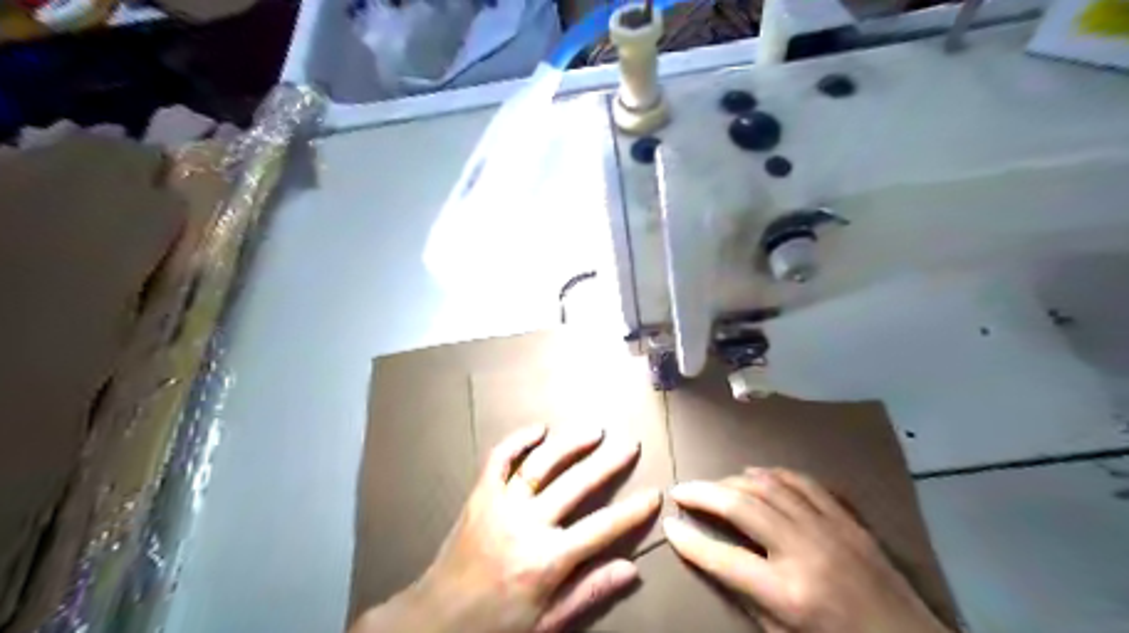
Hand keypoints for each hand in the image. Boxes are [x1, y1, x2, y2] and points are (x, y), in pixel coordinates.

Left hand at [352, 423, 663, 632]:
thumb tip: (630, 568)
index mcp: (546, 561)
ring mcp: (501, 506)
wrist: (434, 621)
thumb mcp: (546, 624)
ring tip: (594, 430)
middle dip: (608, 464)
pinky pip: (498, 460)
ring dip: (570, 444)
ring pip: (542, 465)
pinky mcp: (480, 496)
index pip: (601, 529)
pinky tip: (538, 429)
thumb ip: (588, 592)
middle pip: (576, 486)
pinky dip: (518, 441)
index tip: (654, 493)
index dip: (632, 511)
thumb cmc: (494, 627)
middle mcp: (527, 526)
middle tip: (629, 445)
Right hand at [663, 465, 950, 631]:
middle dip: (703, 494)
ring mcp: (829, 529)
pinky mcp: (847, 519)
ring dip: (733, 480)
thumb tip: (713, 561)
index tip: (668, 525)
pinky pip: (804, 483)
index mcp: (788, 593)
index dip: (689, 541)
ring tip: (713, 483)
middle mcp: (805, 551)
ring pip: (769, 487)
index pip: (723, 558)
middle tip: (680, 489)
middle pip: (741, 507)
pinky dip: (774, 474)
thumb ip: (748, 597)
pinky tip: (756, 474)